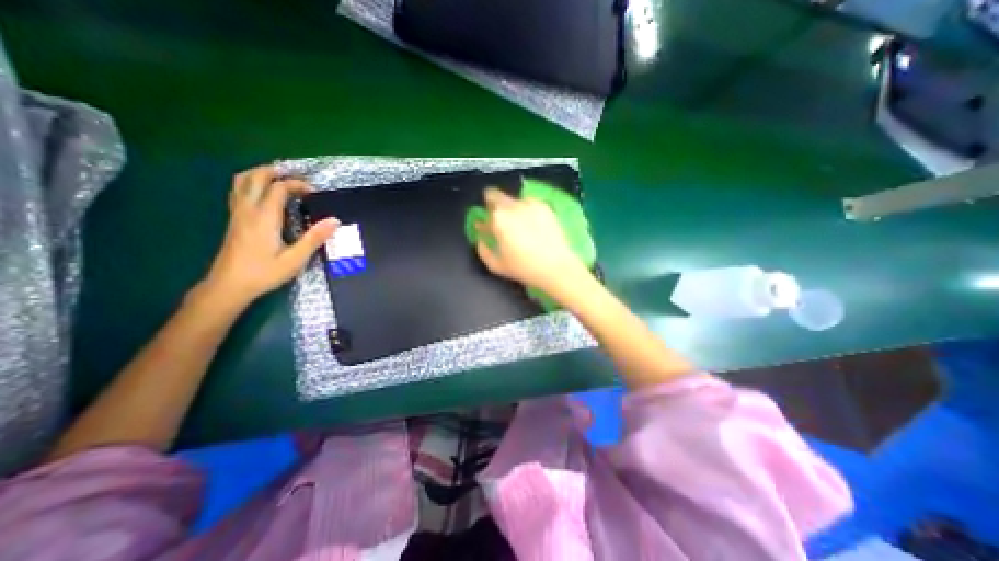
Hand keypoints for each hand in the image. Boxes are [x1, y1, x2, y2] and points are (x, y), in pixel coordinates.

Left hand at [198, 165, 338, 309]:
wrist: (229, 285)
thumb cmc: (264, 272)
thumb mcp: (295, 259)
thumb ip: (314, 238)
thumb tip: (334, 220)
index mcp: (264, 217)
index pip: (278, 188)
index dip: (297, 184)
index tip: (313, 191)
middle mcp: (248, 210)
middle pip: (255, 177)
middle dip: (275, 172)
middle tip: (296, 176)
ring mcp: (237, 214)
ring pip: (241, 181)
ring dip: (260, 174)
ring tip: (279, 178)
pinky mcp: (234, 220)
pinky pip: (238, 191)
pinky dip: (251, 184)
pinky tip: (263, 193)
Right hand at [474, 188, 587, 293]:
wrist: (555, 267)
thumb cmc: (523, 268)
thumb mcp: (495, 264)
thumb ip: (483, 249)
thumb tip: (481, 238)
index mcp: (498, 218)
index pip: (484, 207)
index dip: (484, 215)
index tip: (486, 224)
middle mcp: (513, 205)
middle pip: (497, 195)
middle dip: (495, 204)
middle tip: (501, 221)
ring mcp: (531, 204)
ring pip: (514, 199)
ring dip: (512, 207)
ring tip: (520, 225)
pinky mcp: (546, 207)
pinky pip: (531, 203)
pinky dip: (528, 210)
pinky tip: (533, 225)